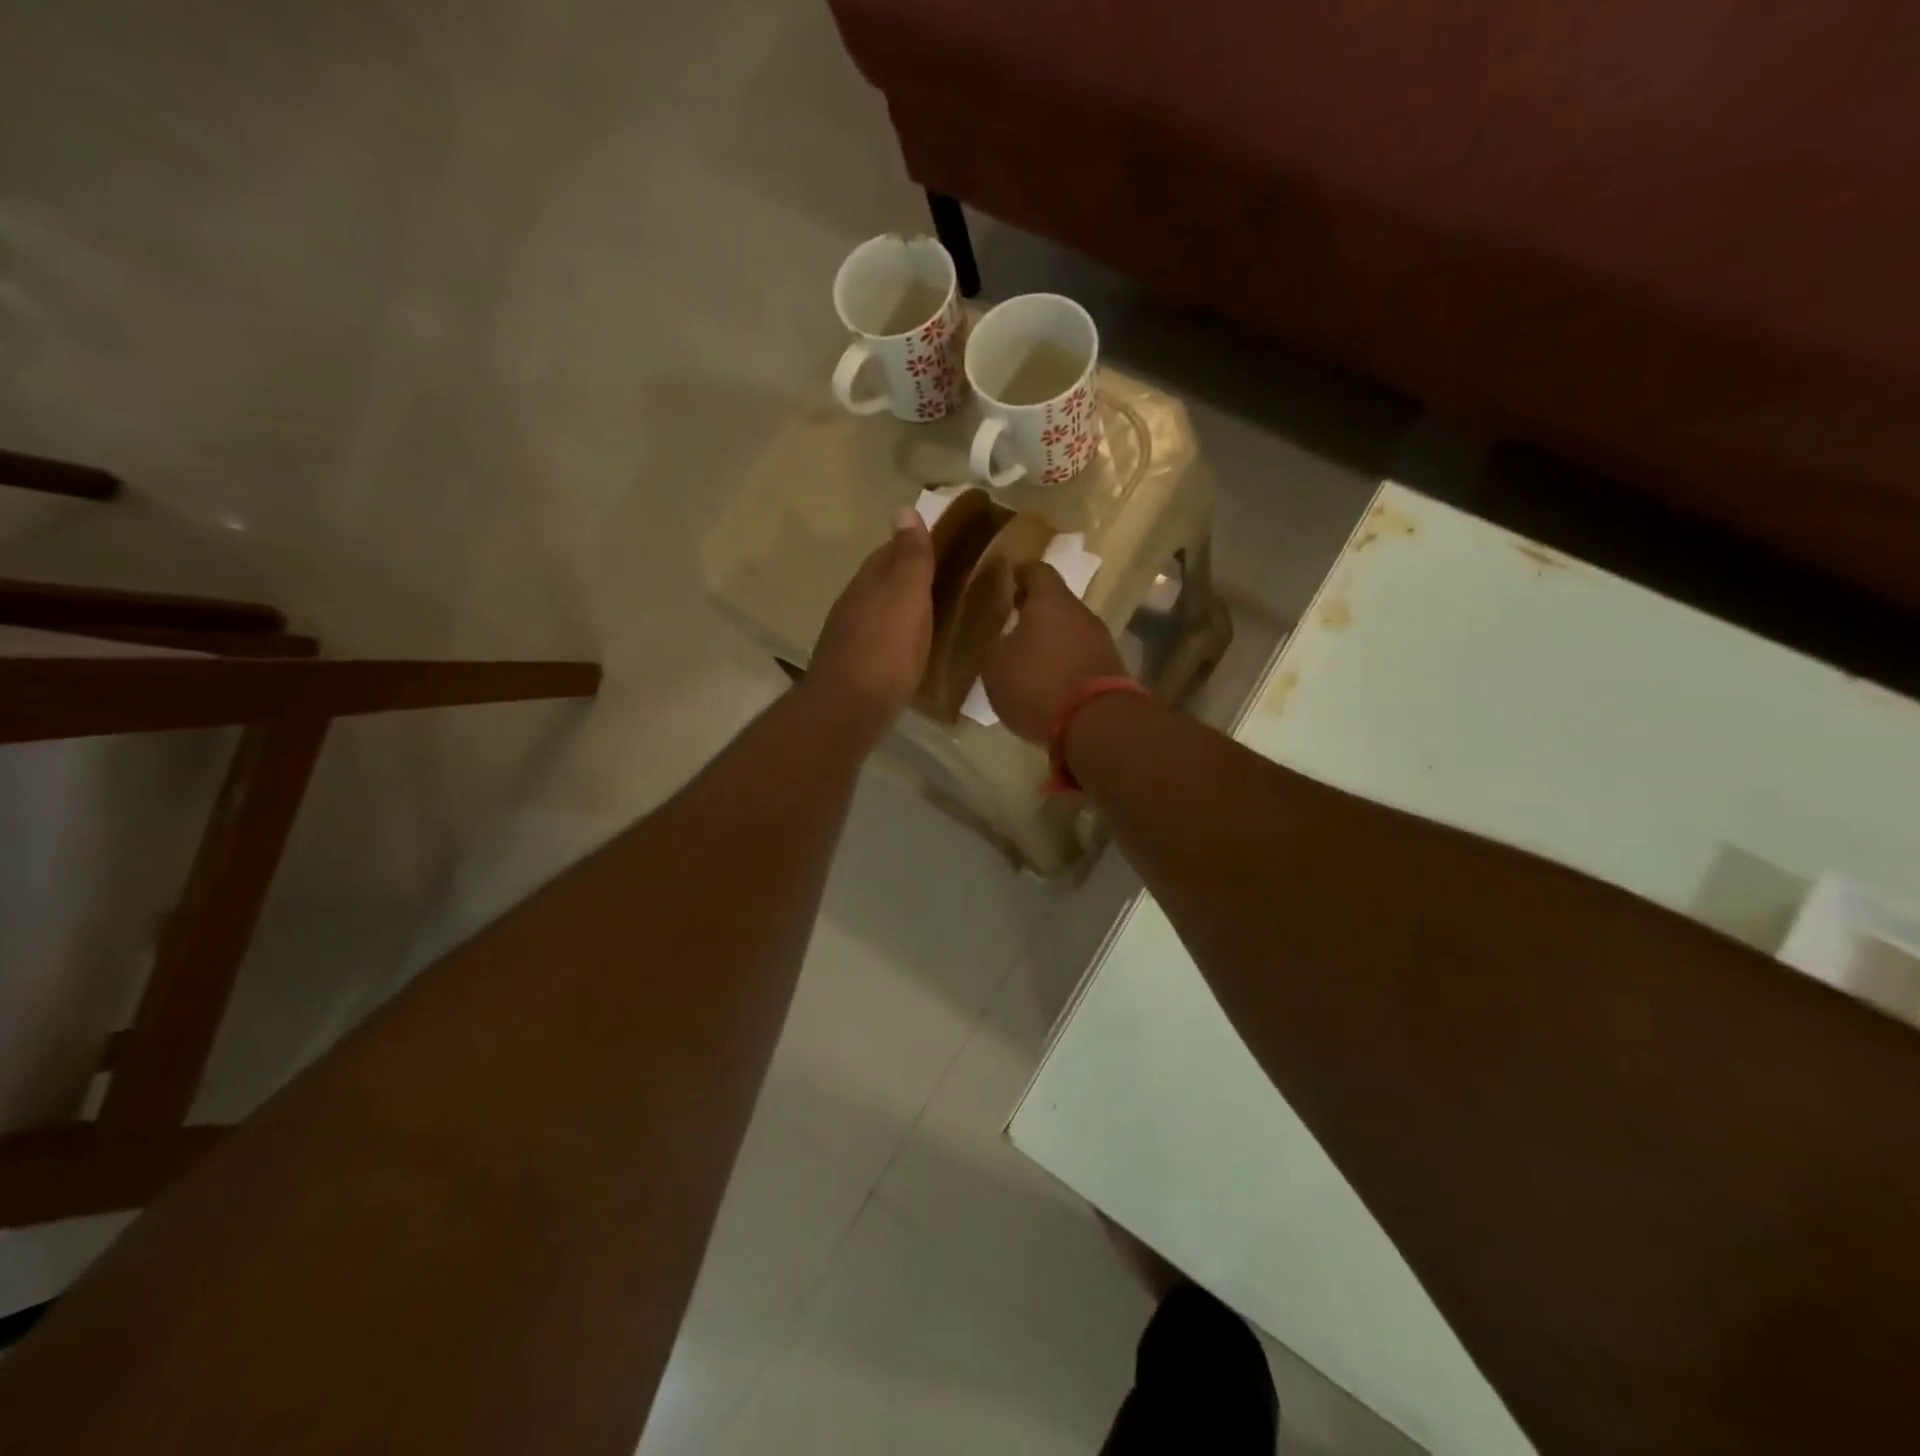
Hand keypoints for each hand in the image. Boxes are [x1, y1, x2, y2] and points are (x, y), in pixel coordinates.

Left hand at [806, 508, 934, 742]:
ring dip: (903, 607)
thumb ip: (910, 557)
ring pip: (881, 611)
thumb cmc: (885, 649)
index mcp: (869, 582)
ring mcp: (851, 637)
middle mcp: (855, 604)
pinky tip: (912, 646)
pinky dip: (898, 635)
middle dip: (909, 576)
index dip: (915, 545)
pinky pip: (881, 640)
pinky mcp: (856, 667)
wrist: (849, 708)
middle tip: (947, 579)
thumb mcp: (906, 596)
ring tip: (934, 612)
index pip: (891, 552)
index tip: (945, 545)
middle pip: (883, 581)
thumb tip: (904, 508)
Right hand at [983, 561, 1126, 742]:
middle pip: (1056, 602)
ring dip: (1051, 640)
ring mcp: (1100, 641)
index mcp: (1050, 600)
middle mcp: (1080, 612)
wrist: (1096, 722)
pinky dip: (1064, 663)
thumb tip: (1003, 638)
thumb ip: (995, 645)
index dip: (1020, 574)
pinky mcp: (1111, 669)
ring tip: (1029, 659)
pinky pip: (1080, 657)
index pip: (1036, 571)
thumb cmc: (1038, 684)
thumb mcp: (996, 666)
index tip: (1007, 580)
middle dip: (1035, 611)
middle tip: (1012, 624)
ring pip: (1070, 631)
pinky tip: (1050, 682)